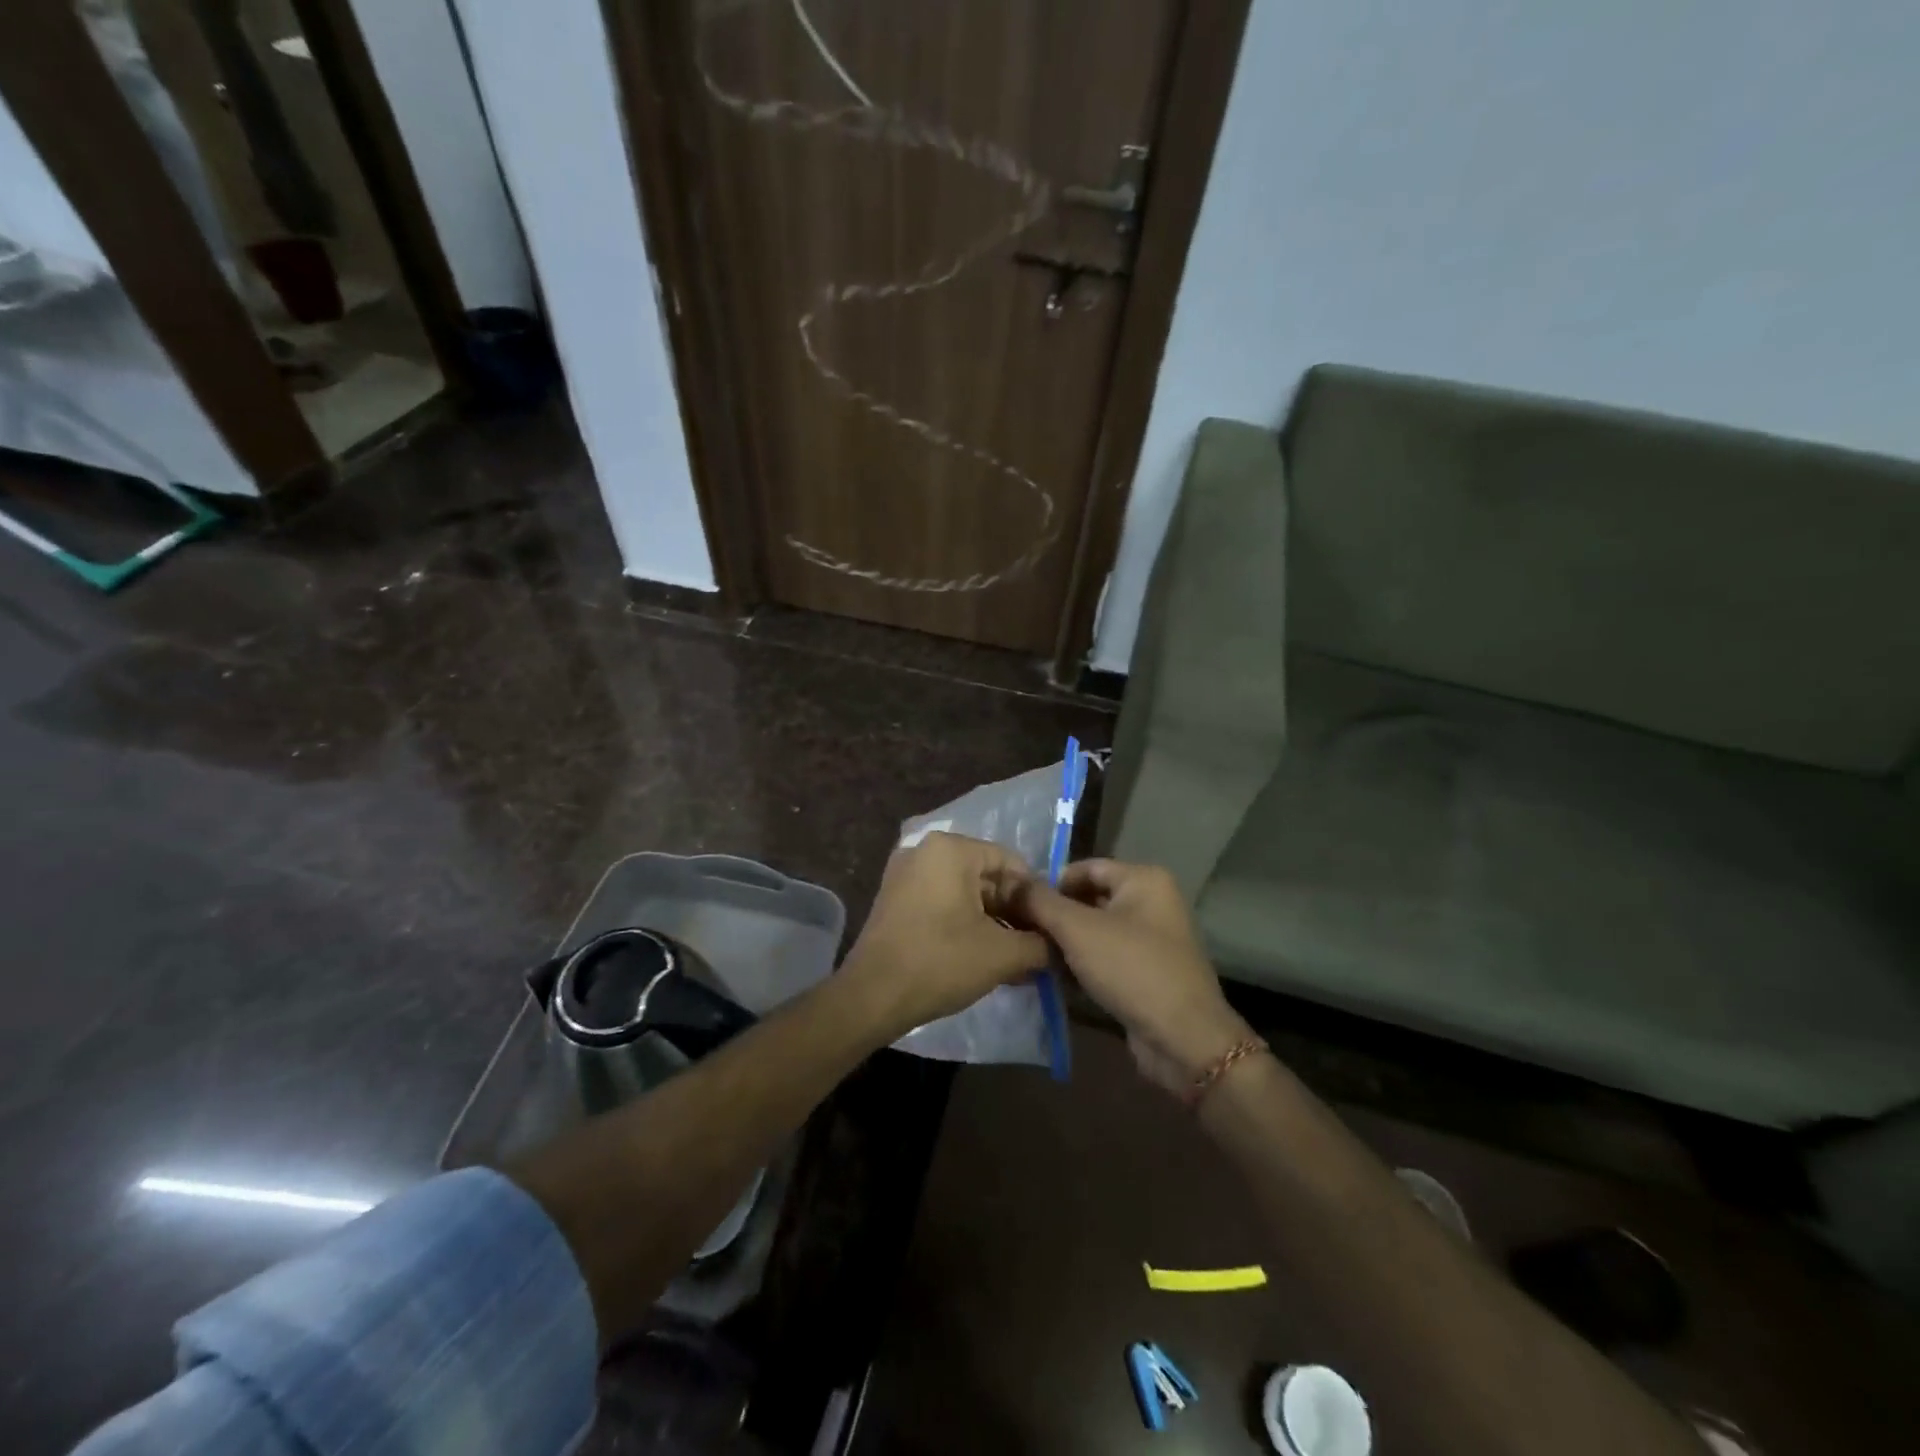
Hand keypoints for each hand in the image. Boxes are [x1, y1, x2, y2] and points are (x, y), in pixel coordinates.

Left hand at [840, 832, 1048, 1040]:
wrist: (872, 996)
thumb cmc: (940, 962)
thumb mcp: (1001, 954)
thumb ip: (1039, 944)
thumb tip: (1057, 946)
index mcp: (951, 849)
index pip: (1010, 862)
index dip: (1034, 896)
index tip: (1048, 929)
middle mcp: (925, 850)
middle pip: (986, 876)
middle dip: (1012, 912)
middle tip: (1033, 947)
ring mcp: (905, 874)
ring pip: (964, 892)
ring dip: (991, 922)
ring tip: (1013, 959)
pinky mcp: (894, 899)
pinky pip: (941, 902)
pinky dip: (964, 924)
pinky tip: (982, 957)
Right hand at [1013, 860, 1252, 1094]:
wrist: (1183, 1039)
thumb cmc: (1131, 969)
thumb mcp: (1078, 929)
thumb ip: (1041, 901)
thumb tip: (1010, 881)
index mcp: (1143, 880)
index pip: (1085, 867)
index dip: (1049, 882)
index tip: (1016, 903)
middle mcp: (1152, 902)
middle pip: (1089, 899)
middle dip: (1053, 915)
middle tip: (1017, 930)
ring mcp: (1151, 940)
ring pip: (1095, 931)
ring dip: (1063, 943)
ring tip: (1028, 954)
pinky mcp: (1146, 973)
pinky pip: (1105, 957)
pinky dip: (1080, 964)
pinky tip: (1051, 977)